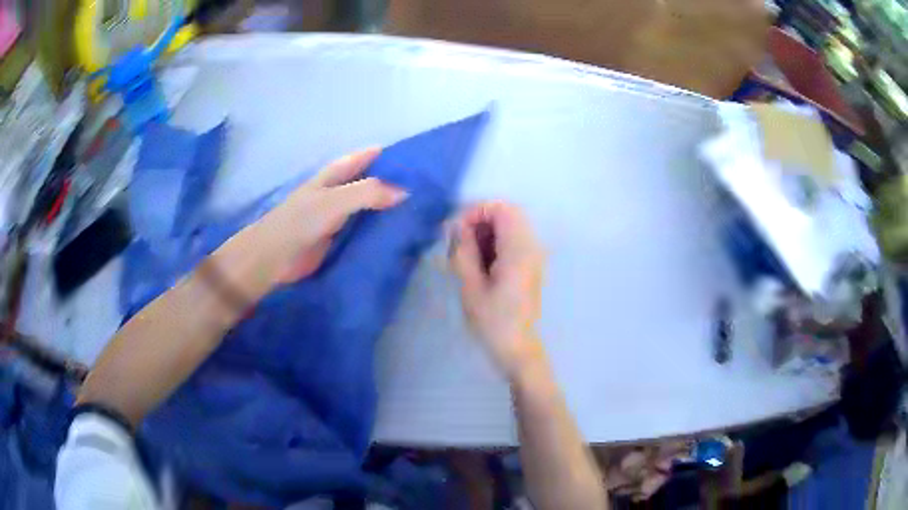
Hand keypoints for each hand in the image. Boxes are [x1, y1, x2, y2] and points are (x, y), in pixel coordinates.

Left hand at [235, 148, 406, 288]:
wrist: (275, 257)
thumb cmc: (301, 221)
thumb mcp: (335, 200)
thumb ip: (368, 193)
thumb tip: (405, 193)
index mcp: (333, 177)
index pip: (362, 159)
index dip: (383, 156)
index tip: (411, 159)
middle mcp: (336, 193)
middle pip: (367, 183)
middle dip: (390, 183)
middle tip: (422, 189)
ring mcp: (337, 218)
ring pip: (367, 208)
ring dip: (386, 209)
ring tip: (417, 212)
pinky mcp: (338, 240)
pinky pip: (363, 231)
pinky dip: (378, 231)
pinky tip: (397, 236)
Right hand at [451, 202, 545, 379]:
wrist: (518, 349)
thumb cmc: (493, 322)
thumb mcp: (471, 286)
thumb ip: (464, 251)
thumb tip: (457, 226)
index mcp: (520, 250)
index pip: (502, 209)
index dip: (476, 211)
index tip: (456, 231)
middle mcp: (532, 247)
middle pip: (507, 214)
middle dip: (480, 221)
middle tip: (460, 243)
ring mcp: (534, 256)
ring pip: (509, 226)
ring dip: (486, 233)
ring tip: (467, 256)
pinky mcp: (530, 265)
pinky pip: (512, 241)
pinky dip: (494, 244)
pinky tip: (480, 265)